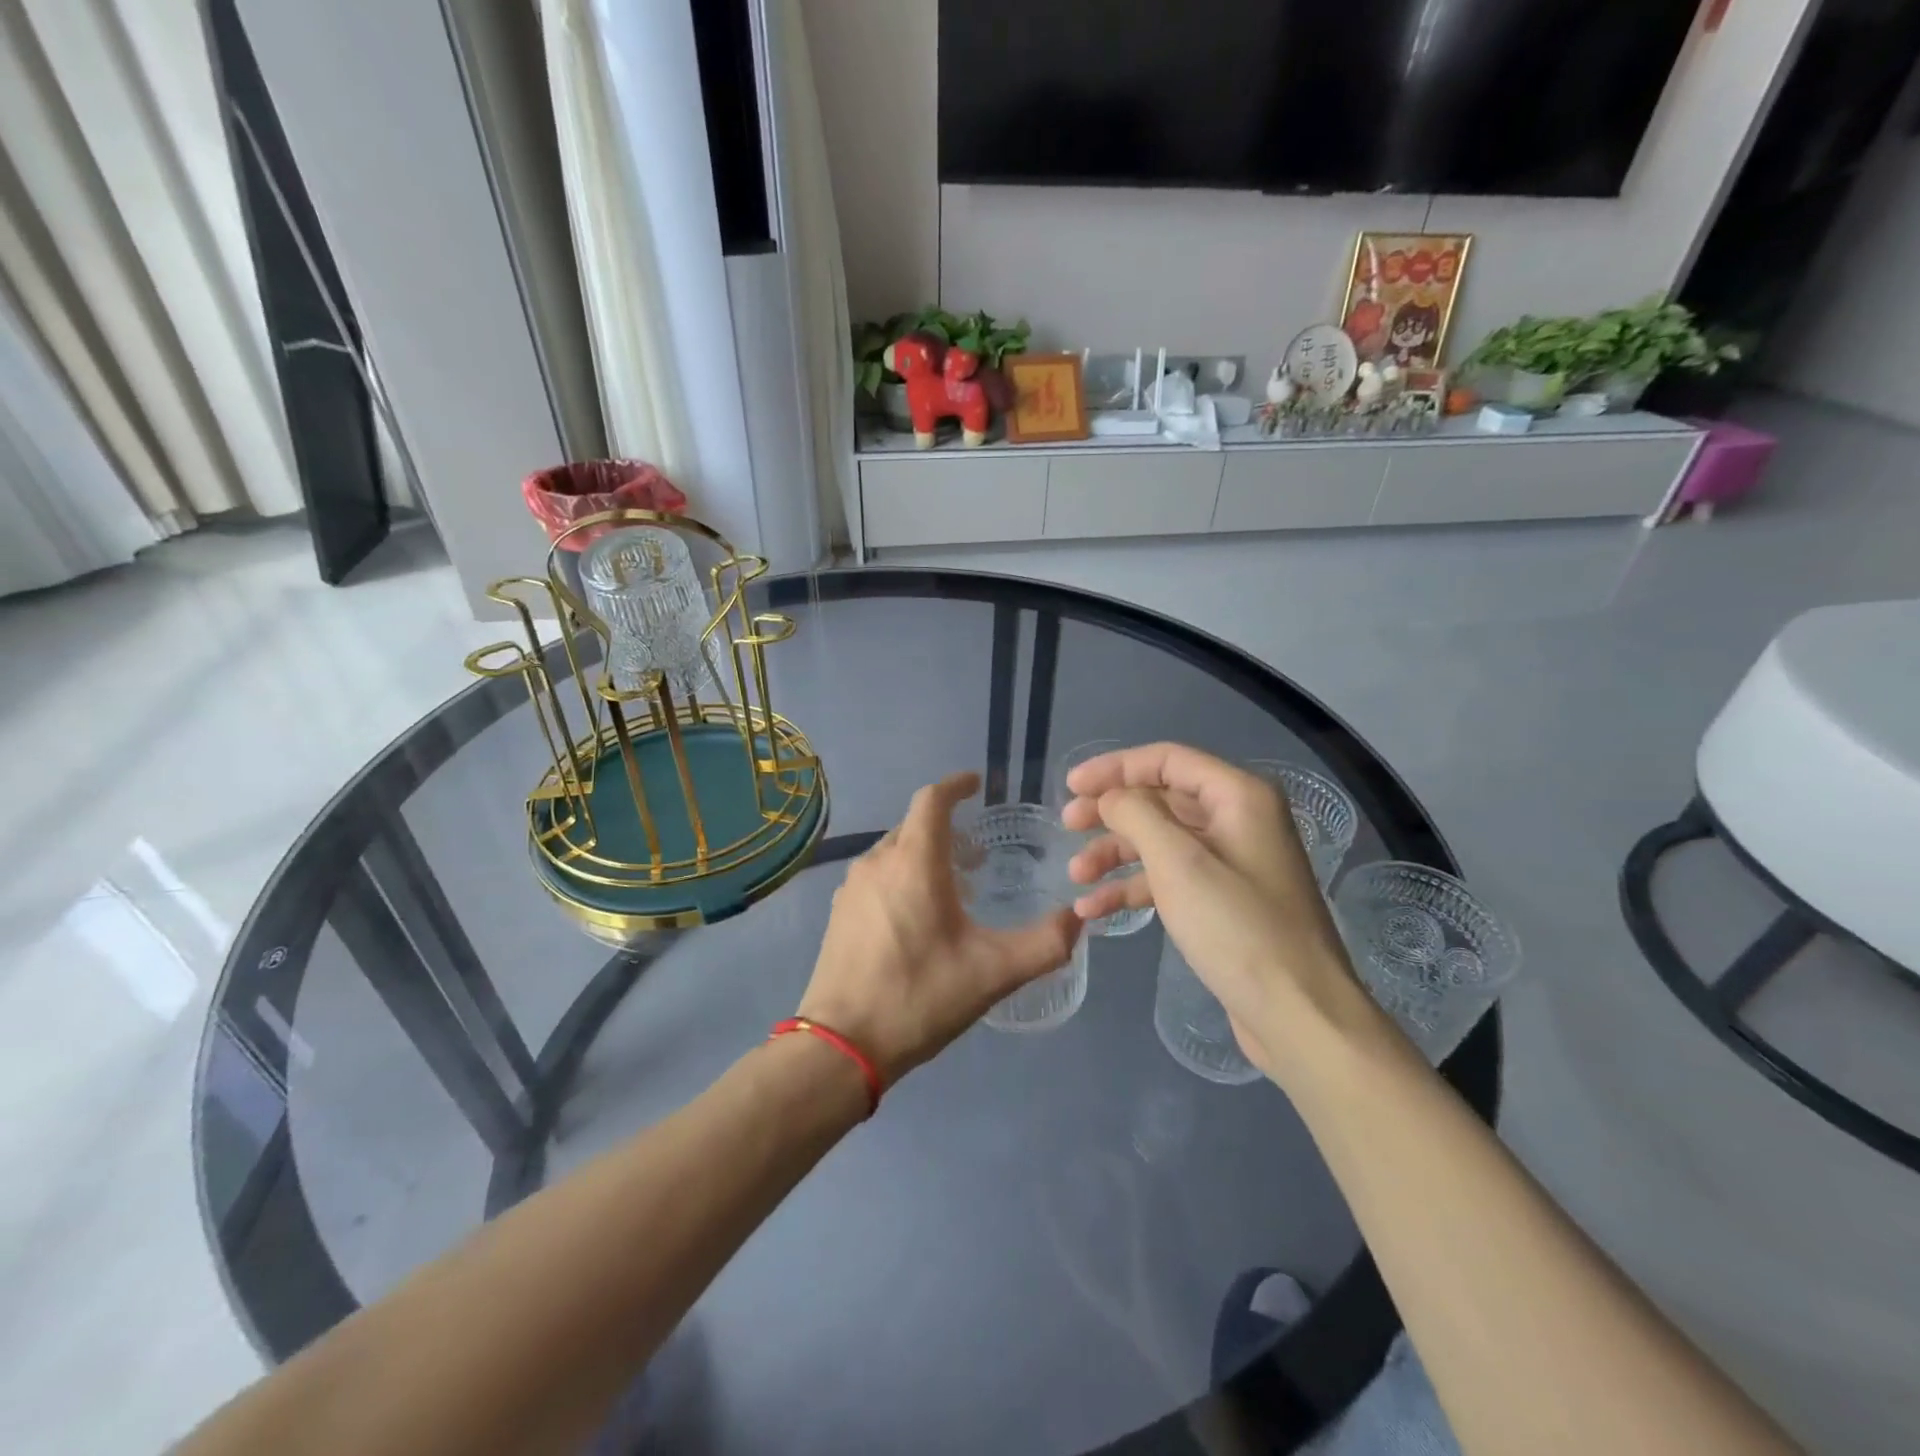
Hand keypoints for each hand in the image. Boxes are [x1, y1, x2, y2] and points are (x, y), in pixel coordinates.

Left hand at [797, 772, 1080, 1085]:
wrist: (841, 1045)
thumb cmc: (919, 996)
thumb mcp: (992, 973)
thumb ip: (1044, 944)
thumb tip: (1078, 919)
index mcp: (914, 862)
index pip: (932, 800)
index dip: (956, 785)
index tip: (977, 784)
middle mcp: (878, 862)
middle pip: (914, 825)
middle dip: (946, 827)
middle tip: (979, 853)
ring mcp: (853, 888)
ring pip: (894, 851)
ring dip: (925, 854)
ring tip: (955, 884)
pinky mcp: (840, 913)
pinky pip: (877, 876)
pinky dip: (903, 876)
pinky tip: (918, 915)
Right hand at [1062, 744, 1364, 1081]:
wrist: (1298, 1014)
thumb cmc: (1237, 928)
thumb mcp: (1178, 862)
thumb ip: (1135, 814)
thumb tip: (1111, 797)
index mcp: (1238, 796)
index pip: (1166, 760)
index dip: (1114, 768)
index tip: (1070, 786)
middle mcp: (1238, 820)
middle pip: (1161, 799)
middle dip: (1110, 812)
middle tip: (1067, 826)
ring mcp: (1233, 863)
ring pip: (1161, 841)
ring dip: (1115, 854)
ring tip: (1076, 876)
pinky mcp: (1224, 902)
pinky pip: (1170, 879)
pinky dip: (1133, 888)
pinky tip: (1095, 909)